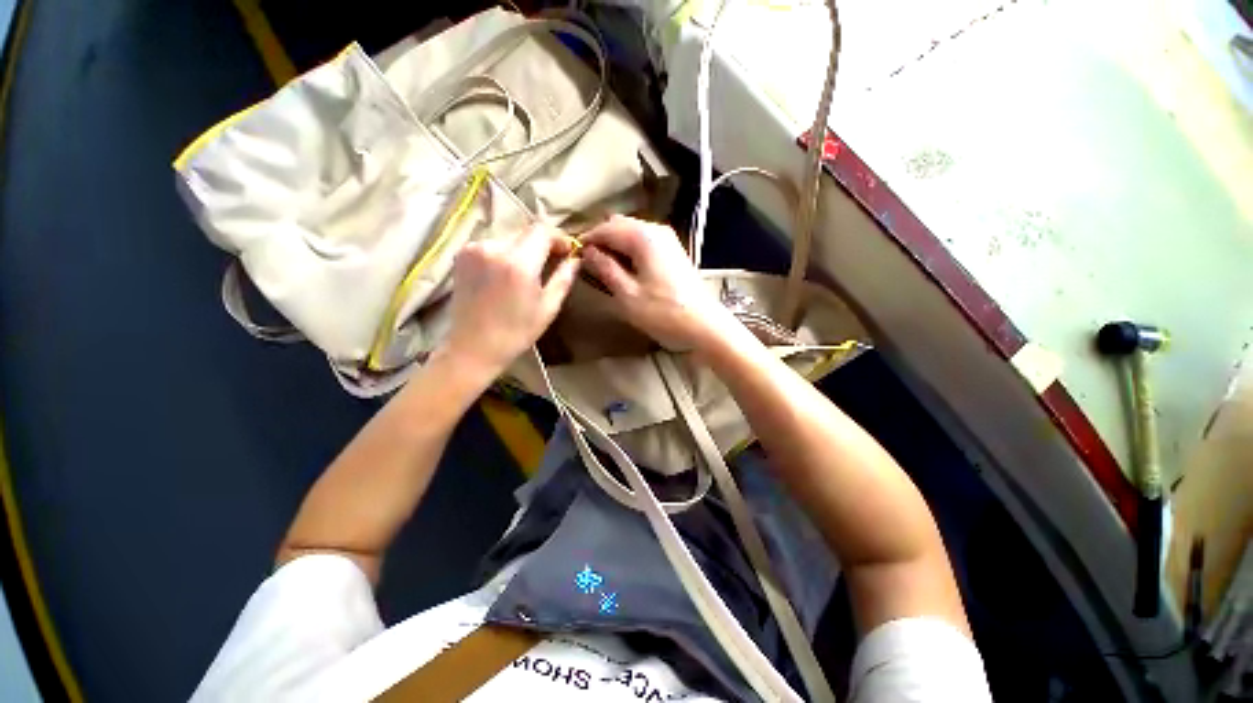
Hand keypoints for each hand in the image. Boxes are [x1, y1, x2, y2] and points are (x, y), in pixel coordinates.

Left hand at [442, 226, 579, 379]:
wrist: (474, 346)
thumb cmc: (516, 332)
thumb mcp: (548, 307)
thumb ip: (564, 278)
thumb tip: (576, 258)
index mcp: (519, 263)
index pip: (542, 230)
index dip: (558, 237)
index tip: (567, 252)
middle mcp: (494, 248)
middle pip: (526, 231)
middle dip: (542, 243)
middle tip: (552, 261)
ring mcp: (474, 249)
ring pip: (509, 237)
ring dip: (523, 248)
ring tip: (528, 270)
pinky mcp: (462, 254)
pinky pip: (492, 244)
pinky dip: (505, 252)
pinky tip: (507, 272)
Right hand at [580, 215, 738, 351]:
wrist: (704, 325)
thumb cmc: (663, 312)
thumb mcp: (627, 294)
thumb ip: (605, 269)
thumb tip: (587, 253)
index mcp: (643, 236)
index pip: (605, 228)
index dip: (587, 240)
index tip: (572, 255)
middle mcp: (656, 230)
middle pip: (619, 225)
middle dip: (600, 240)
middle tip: (586, 263)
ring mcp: (667, 240)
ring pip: (631, 233)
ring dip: (614, 245)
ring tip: (602, 267)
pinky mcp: (672, 252)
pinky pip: (643, 243)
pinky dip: (629, 251)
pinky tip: (623, 269)